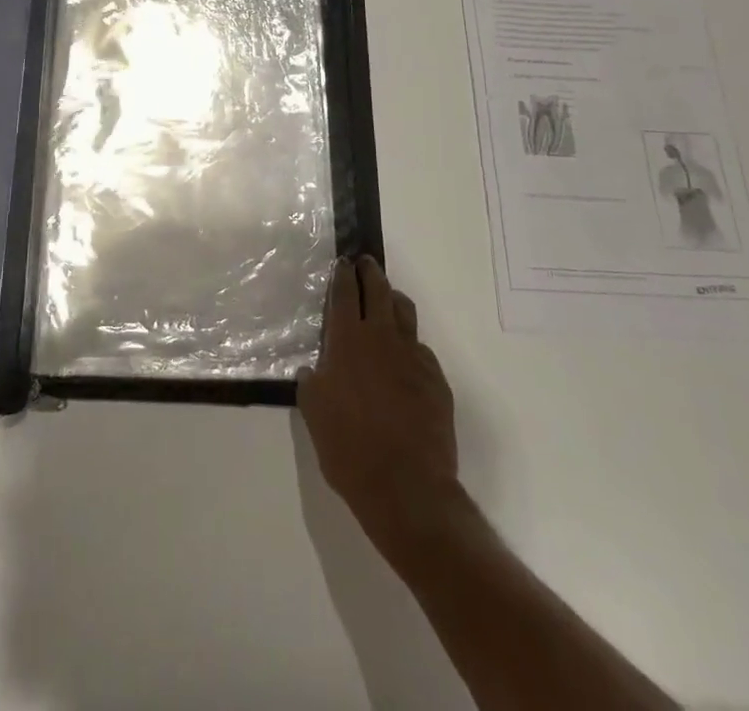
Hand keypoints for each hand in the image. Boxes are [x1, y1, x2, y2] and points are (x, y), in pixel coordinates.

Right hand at [298, 256, 469, 557]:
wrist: (406, 486)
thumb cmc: (348, 448)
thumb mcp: (313, 412)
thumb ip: (312, 382)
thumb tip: (314, 369)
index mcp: (347, 341)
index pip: (344, 294)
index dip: (342, 275)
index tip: (343, 263)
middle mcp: (381, 338)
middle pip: (378, 291)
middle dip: (370, 273)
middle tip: (365, 264)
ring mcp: (413, 357)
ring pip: (404, 313)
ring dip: (393, 300)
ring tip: (387, 299)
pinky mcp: (436, 380)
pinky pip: (420, 349)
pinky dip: (409, 344)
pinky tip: (404, 359)